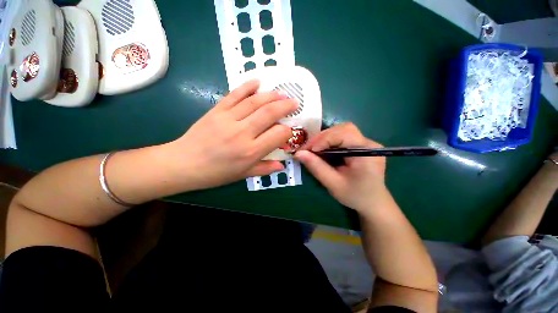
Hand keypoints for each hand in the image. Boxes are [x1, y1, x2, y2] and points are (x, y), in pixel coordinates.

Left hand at [167, 79, 297, 189]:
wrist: (184, 163)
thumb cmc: (216, 173)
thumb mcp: (243, 175)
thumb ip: (265, 169)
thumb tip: (282, 165)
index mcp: (251, 151)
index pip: (278, 135)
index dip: (287, 131)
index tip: (289, 130)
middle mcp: (242, 133)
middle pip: (269, 113)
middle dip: (285, 106)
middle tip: (295, 102)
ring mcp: (228, 119)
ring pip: (254, 102)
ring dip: (271, 95)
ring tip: (282, 93)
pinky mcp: (216, 111)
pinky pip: (234, 95)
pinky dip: (247, 86)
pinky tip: (257, 81)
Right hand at [294, 123, 386, 212]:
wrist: (373, 202)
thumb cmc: (355, 196)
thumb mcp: (333, 184)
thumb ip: (316, 167)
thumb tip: (298, 154)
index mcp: (367, 153)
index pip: (345, 134)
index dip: (324, 139)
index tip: (308, 150)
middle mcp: (369, 143)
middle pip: (343, 129)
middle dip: (322, 137)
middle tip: (307, 149)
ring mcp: (366, 143)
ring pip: (341, 131)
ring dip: (324, 138)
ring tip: (313, 150)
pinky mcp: (361, 145)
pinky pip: (342, 137)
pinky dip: (329, 142)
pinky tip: (322, 150)